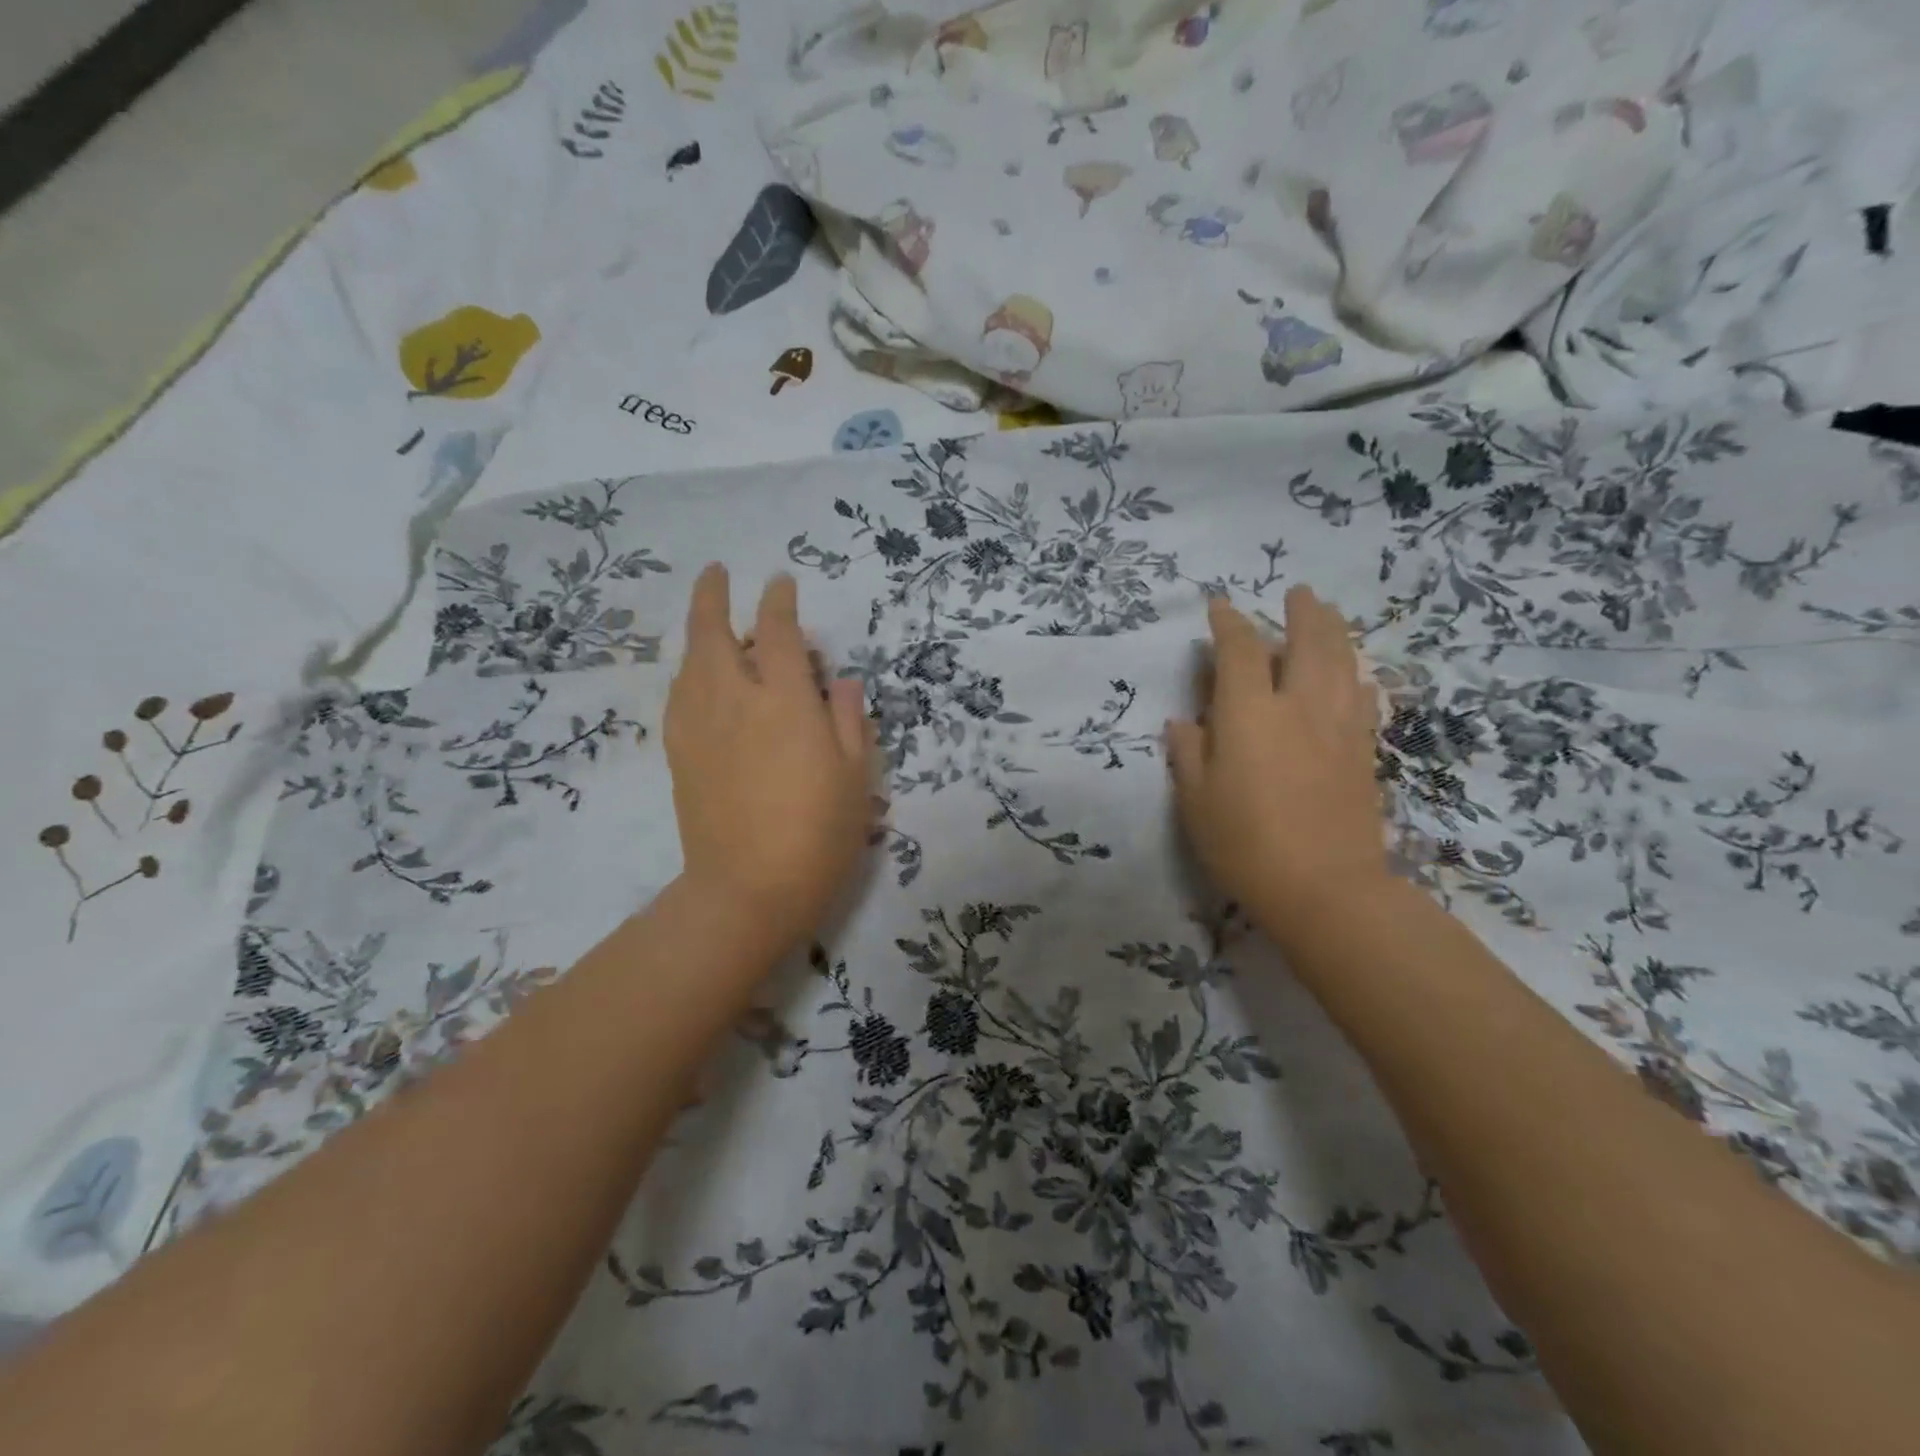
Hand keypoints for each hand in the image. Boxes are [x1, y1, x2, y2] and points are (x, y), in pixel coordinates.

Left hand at [664, 565, 875, 957]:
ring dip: (698, 633)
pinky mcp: (680, 755)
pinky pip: (680, 697)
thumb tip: (840, 681)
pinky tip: (698, 679)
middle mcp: (734, 700)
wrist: (749, 889)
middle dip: (712, 595)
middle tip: (716, 573)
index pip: (778, 632)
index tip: (780, 583)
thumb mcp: (855, 774)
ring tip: (711, 625)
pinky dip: (689, 674)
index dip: (779, 601)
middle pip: (712, 632)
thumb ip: (849, 719)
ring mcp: (699, 727)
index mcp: (784, 700)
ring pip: (690, 663)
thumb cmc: (818, 832)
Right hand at [1166, 587, 1387, 940]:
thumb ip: (1189, 753)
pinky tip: (1354, 677)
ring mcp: (1339, 727)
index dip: (1229, 624)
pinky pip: (1363, 698)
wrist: (1325, 888)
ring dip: (1335, 632)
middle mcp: (1299, 706)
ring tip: (1329, 615)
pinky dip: (1356, 676)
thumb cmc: (1245, 844)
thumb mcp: (1195, 801)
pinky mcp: (1364, 752)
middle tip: (1298, 593)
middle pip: (1309, 642)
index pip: (1240, 651)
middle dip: (1302, 612)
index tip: (1220, 606)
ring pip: (1344, 662)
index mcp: (1250, 713)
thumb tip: (1184, 721)